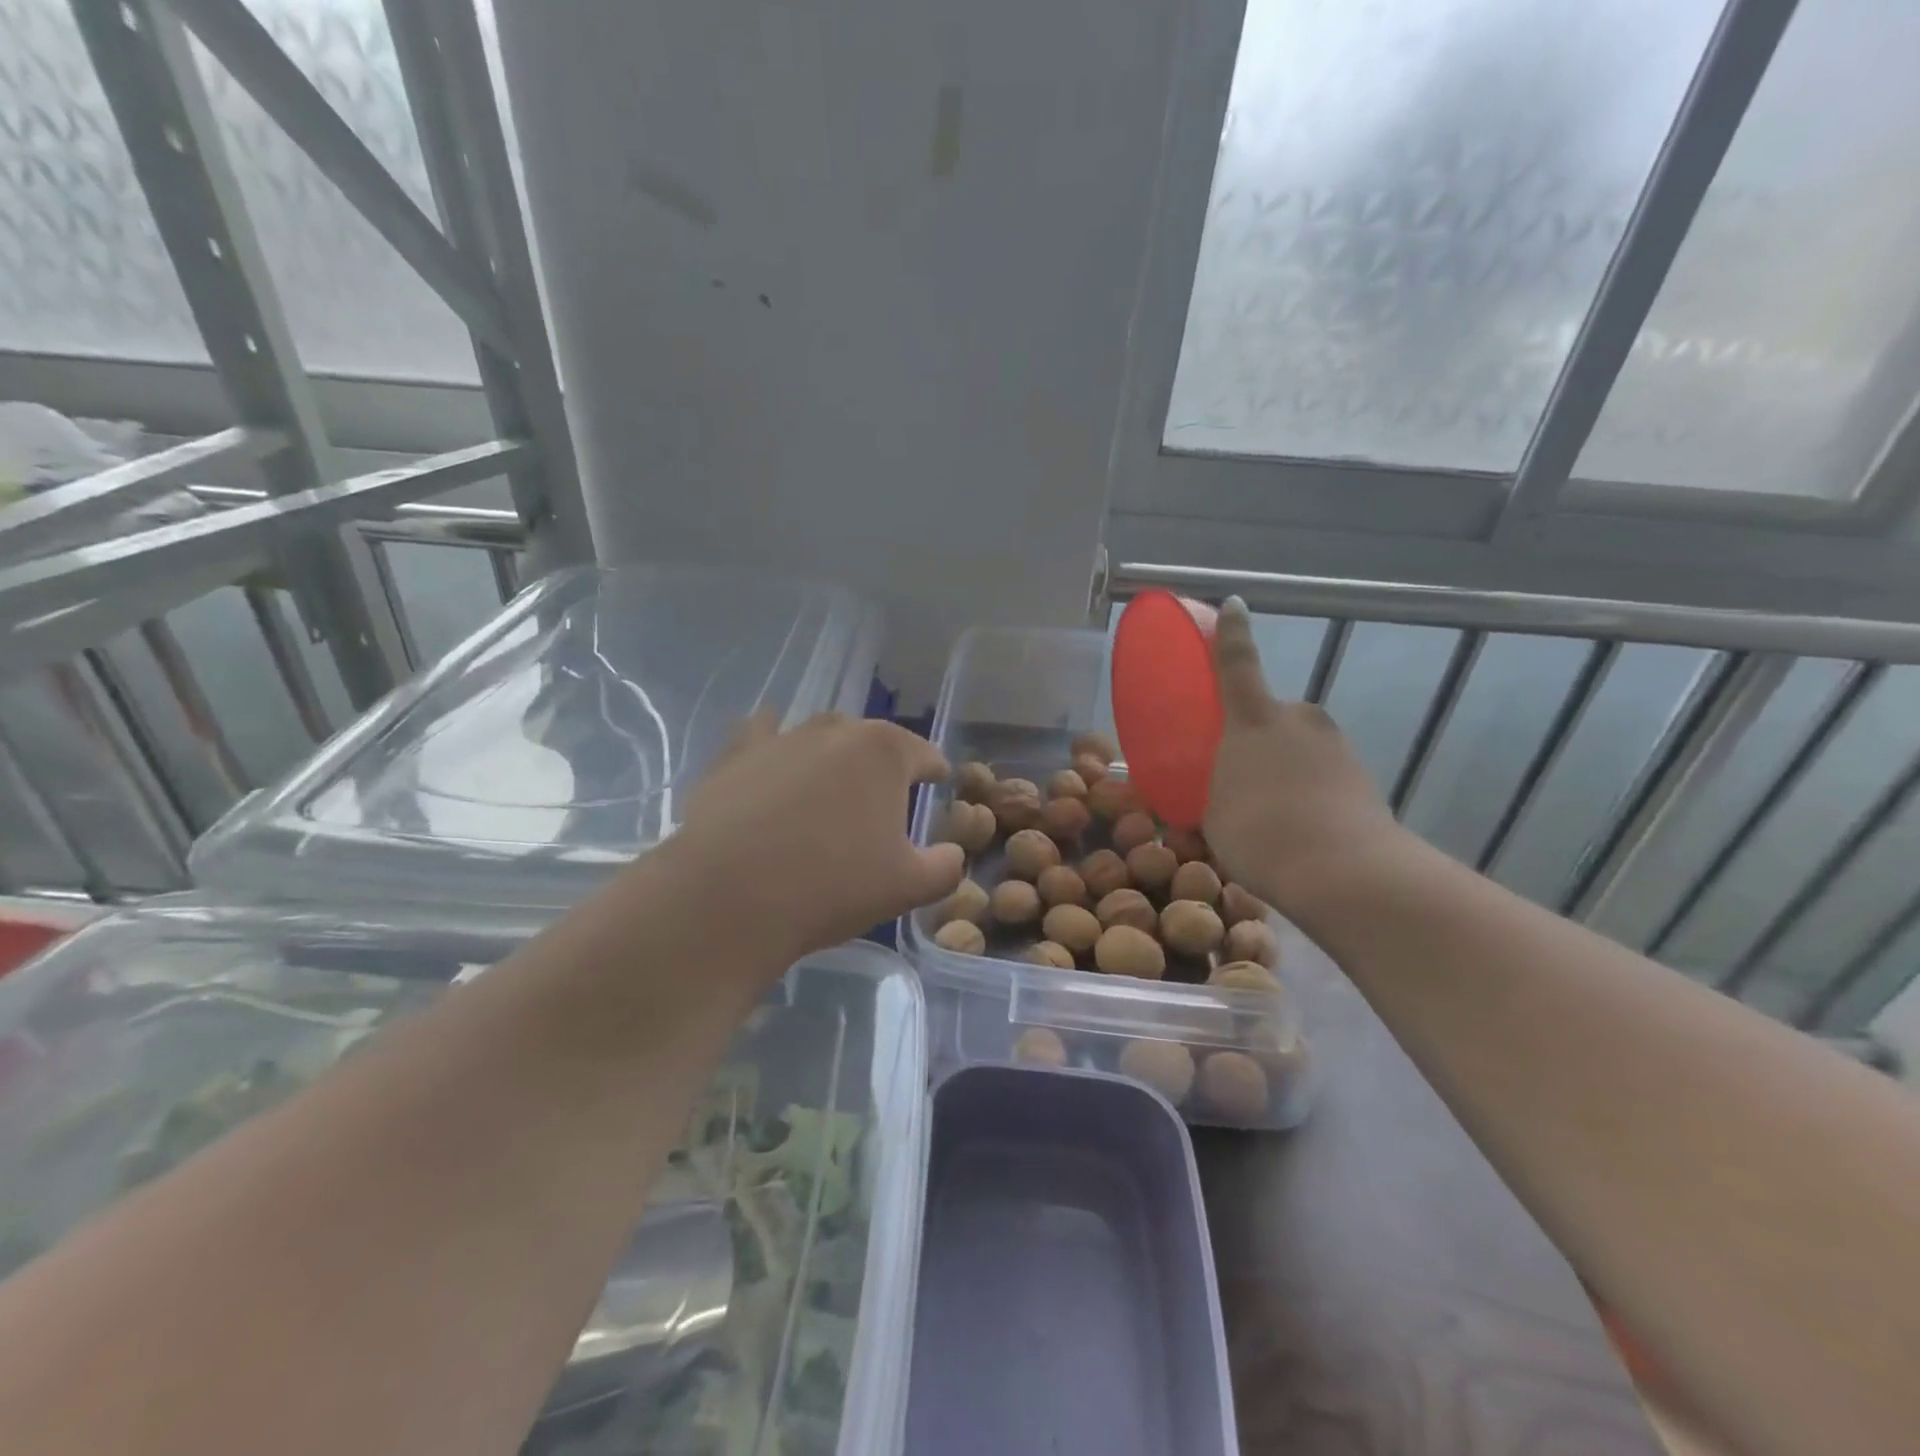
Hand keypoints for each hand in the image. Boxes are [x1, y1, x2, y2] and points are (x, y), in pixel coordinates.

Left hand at [669, 712, 965, 965]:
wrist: (731, 899)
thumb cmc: (832, 887)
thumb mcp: (909, 887)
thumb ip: (946, 866)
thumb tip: (953, 854)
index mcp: (884, 752)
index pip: (924, 754)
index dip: (935, 772)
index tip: (936, 784)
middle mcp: (835, 731)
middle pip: (871, 741)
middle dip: (882, 766)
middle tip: (881, 804)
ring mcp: (781, 738)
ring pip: (819, 736)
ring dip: (832, 757)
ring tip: (828, 789)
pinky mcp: (735, 756)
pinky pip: (762, 735)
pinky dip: (773, 743)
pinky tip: (773, 760)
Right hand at [1203, 597, 1406, 918]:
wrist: (1343, 873)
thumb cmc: (1258, 833)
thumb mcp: (1213, 816)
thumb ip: (1216, 794)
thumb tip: (1218, 799)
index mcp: (1254, 719)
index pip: (1238, 663)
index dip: (1233, 632)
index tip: (1235, 604)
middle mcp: (1300, 720)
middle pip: (1274, 716)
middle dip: (1259, 738)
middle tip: (1242, 777)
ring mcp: (1338, 748)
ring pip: (1302, 749)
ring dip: (1286, 770)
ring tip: (1273, 816)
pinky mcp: (1365, 779)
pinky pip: (1324, 777)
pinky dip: (1311, 795)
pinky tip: (1300, 832)